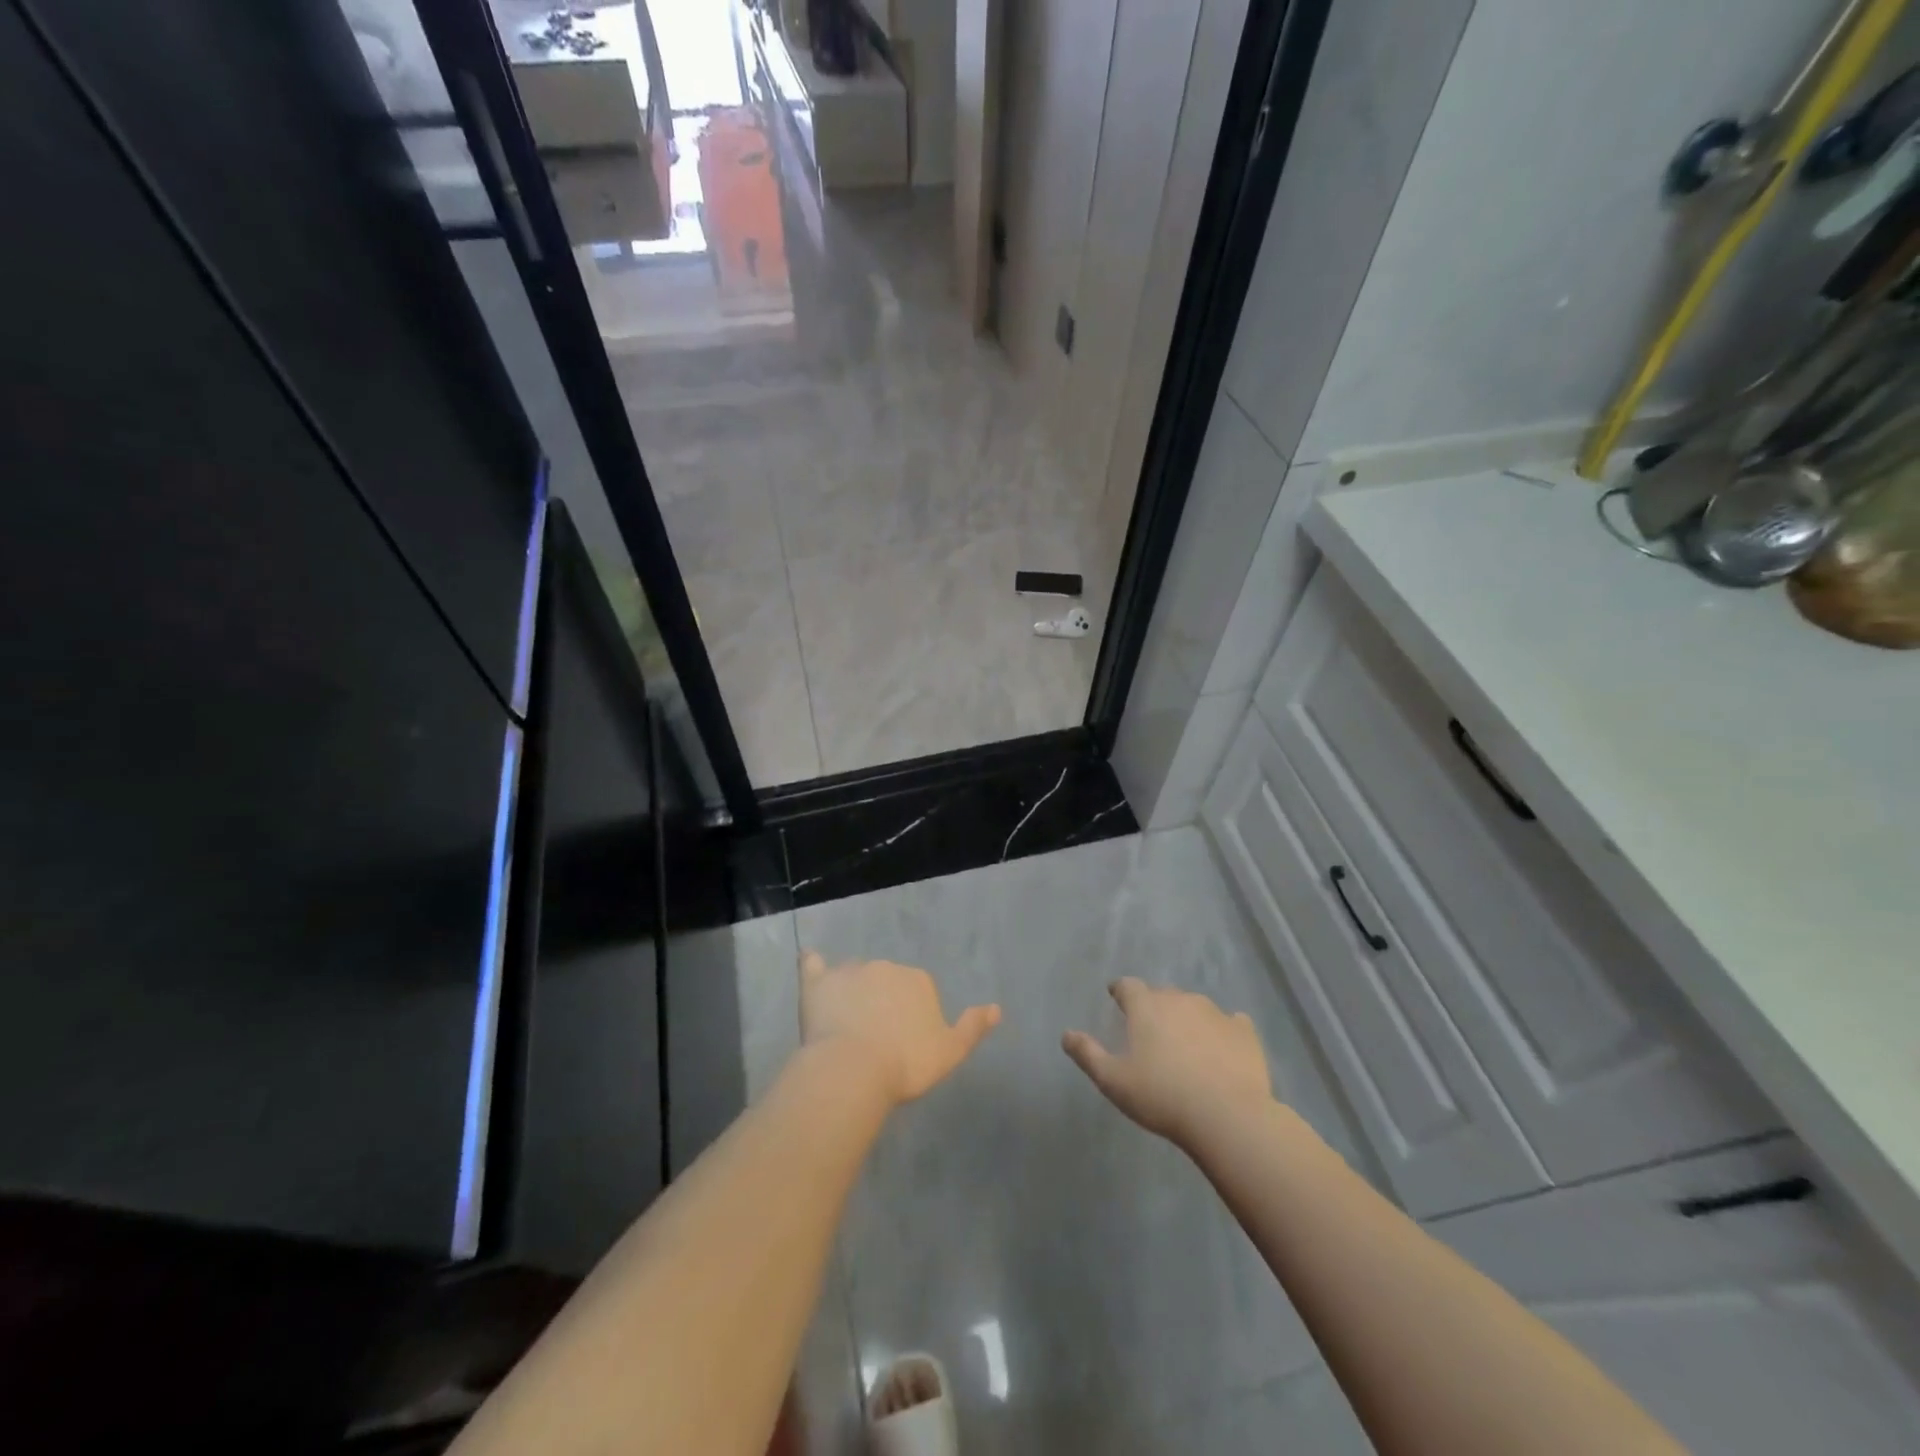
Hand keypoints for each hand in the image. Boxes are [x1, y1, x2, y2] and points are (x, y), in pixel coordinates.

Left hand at [799, 952, 1001, 1106]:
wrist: (854, 1069)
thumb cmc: (906, 1063)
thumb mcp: (950, 1052)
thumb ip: (972, 1027)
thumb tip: (996, 1008)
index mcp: (919, 980)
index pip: (918, 992)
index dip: (911, 1017)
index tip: (904, 1044)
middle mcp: (886, 967)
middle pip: (887, 982)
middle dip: (883, 1002)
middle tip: (875, 1040)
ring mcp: (850, 971)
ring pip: (855, 976)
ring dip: (853, 992)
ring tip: (845, 1028)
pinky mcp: (819, 981)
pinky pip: (813, 965)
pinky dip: (812, 963)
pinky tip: (809, 961)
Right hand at [1062, 979, 1271, 1144]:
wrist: (1228, 1116)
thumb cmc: (1162, 1097)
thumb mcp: (1113, 1081)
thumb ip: (1088, 1054)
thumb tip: (1066, 1034)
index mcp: (1146, 1007)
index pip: (1128, 986)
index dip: (1121, 991)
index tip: (1117, 998)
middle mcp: (1179, 999)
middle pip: (1162, 994)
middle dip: (1154, 1006)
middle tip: (1151, 1031)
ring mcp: (1215, 1013)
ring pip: (1195, 1006)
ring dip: (1187, 1018)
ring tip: (1186, 1043)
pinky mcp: (1244, 1032)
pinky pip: (1230, 1023)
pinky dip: (1223, 1031)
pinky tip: (1222, 1049)